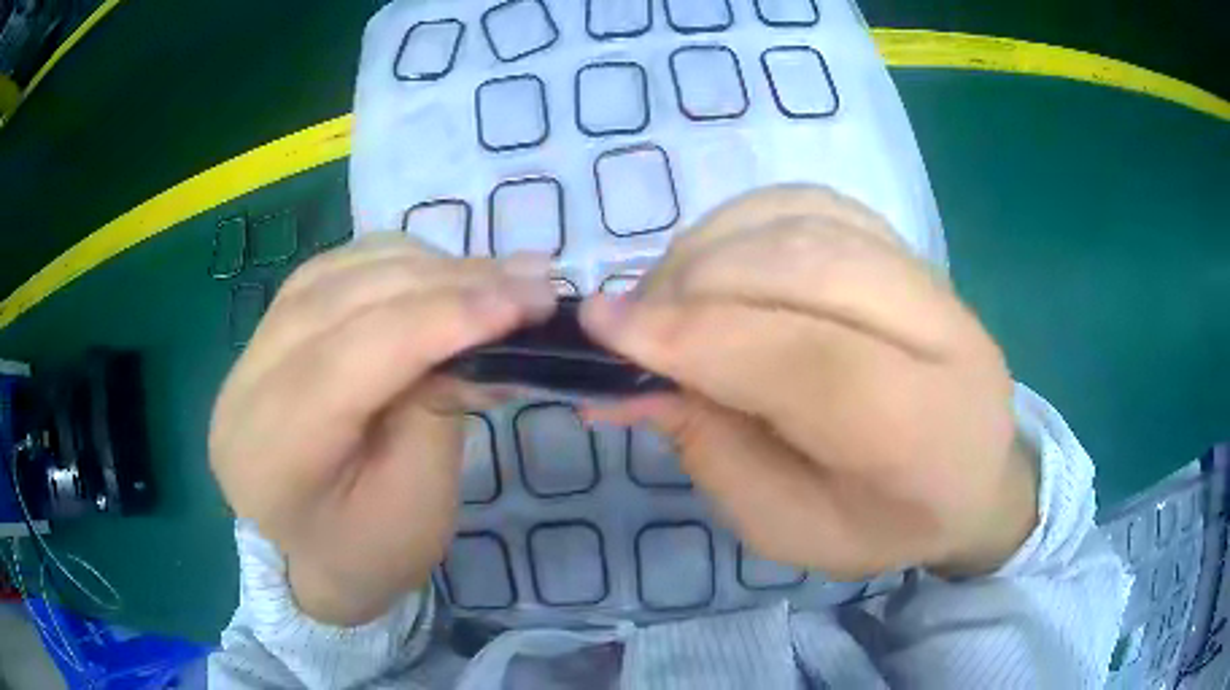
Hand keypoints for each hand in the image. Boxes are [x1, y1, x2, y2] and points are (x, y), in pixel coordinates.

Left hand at [209, 234, 554, 624]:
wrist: (307, 559)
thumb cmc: (367, 554)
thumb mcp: (419, 505)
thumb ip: (440, 412)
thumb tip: (478, 336)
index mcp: (274, 451)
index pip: (357, 354)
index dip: (444, 317)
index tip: (526, 302)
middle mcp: (248, 385)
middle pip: (346, 299)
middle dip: (448, 281)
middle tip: (529, 278)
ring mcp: (250, 351)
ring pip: (338, 272)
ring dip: (423, 266)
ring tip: (491, 277)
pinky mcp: (266, 334)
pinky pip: (330, 273)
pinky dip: (389, 263)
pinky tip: (433, 273)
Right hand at [582, 187, 1036, 579]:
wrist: (973, 476)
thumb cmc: (883, 523)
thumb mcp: (787, 526)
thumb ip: (713, 452)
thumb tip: (630, 378)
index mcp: (926, 434)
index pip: (813, 363)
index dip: (702, 336)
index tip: (605, 327)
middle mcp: (946, 336)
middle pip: (807, 270)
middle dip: (694, 286)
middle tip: (628, 320)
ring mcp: (932, 277)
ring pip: (805, 222)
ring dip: (712, 249)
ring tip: (667, 297)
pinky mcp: (907, 246)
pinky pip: (812, 204)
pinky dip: (745, 222)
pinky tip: (717, 263)